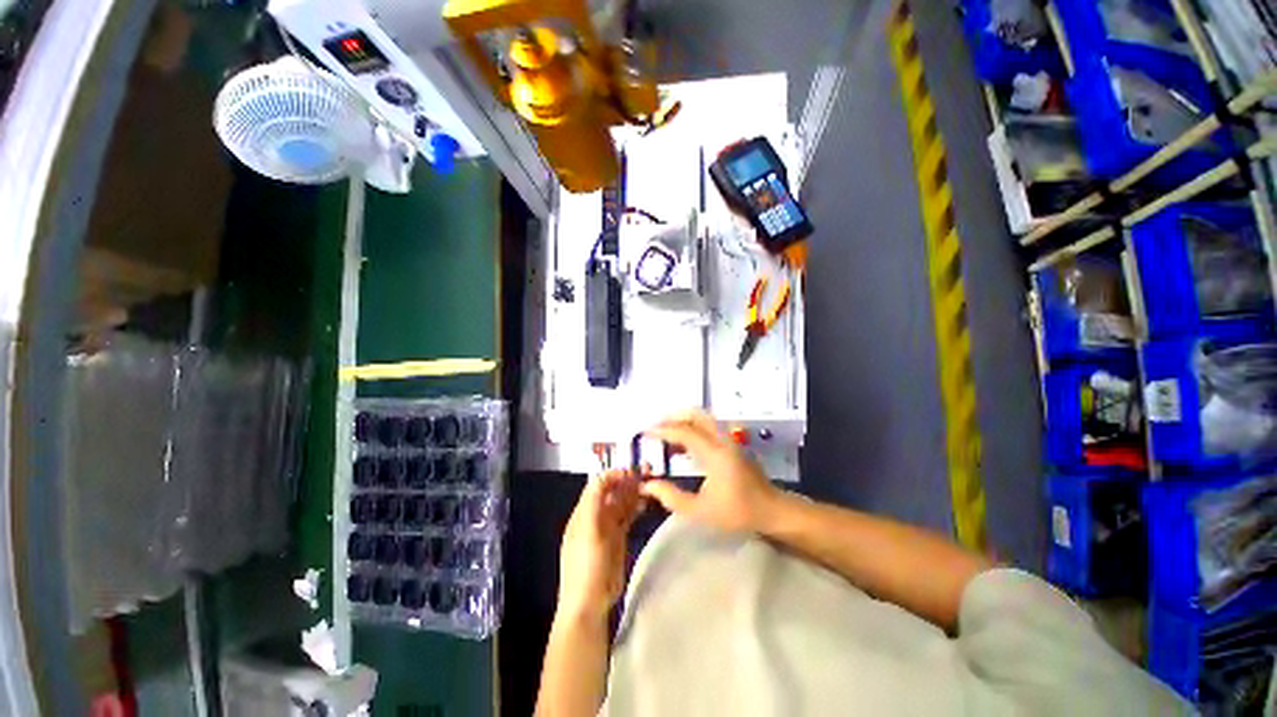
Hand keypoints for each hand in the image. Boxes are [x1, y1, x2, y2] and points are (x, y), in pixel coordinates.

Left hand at [557, 469, 643, 621]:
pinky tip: (646, 502)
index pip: (599, 485)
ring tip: (650, 485)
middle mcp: (596, 516)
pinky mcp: (619, 538)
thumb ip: (594, 502)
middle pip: (612, 492)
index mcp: (584, 512)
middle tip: (647, 474)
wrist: (590, 602)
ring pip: (622, 503)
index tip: (632, 472)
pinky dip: (636, 507)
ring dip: (634, 492)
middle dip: (627, 481)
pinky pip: (628, 516)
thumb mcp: (587, 531)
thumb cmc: (586, 565)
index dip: (614, 475)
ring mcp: (608, 527)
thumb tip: (603, 475)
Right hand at [642, 410, 780, 532]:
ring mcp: (729, 440)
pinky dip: (692, 429)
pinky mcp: (733, 444)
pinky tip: (682, 447)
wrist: (772, 511)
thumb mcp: (700, 511)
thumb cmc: (737, 513)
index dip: (663, 430)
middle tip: (655, 428)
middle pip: (696, 415)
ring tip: (666, 436)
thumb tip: (648, 485)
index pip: (684, 432)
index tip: (645, 432)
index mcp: (714, 453)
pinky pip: (708, 428)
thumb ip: (671, 497)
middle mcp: (722, 440)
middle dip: (673, 418)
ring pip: (703, 419)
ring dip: (683, 422)